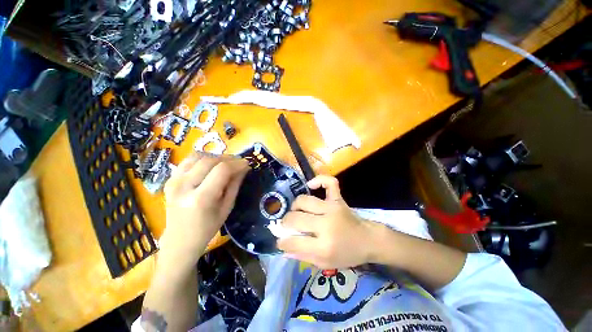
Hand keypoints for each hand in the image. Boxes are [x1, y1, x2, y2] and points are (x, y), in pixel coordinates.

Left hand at [160, 152, 248, 266]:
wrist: (179, 240)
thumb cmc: (207, 228)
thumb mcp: (227, 207)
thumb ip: (235, 185)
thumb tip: (245, 168)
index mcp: (201, 198)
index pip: (222, 170)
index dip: (236, 164)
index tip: (247, 163)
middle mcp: (184, 186)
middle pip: (209, 161)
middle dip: (228, 158)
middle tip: (239, 162)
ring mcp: (173, 181)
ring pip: (198, 156)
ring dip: (215, 156)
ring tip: (226, 163)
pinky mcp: (169, 179)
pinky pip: (188, 160)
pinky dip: (202, 158)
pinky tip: (211, 165)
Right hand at [277, 175, 378, 268]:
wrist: (368, 240)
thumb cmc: (347, 254)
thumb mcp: (325, 263)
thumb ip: (302, 256)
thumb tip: (283, 248)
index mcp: (324, 246)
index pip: (293, 242)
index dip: (282, 242)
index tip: (281, 240)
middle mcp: (326, 225)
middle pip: (295, 218)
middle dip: (285, 223)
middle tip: (287, 226)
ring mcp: (332, 208)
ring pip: (304, 200)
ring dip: (295, 207)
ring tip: (297, 212)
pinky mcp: (338, 199)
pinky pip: (329, 182)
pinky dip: (319, 180)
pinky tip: (311, 185)